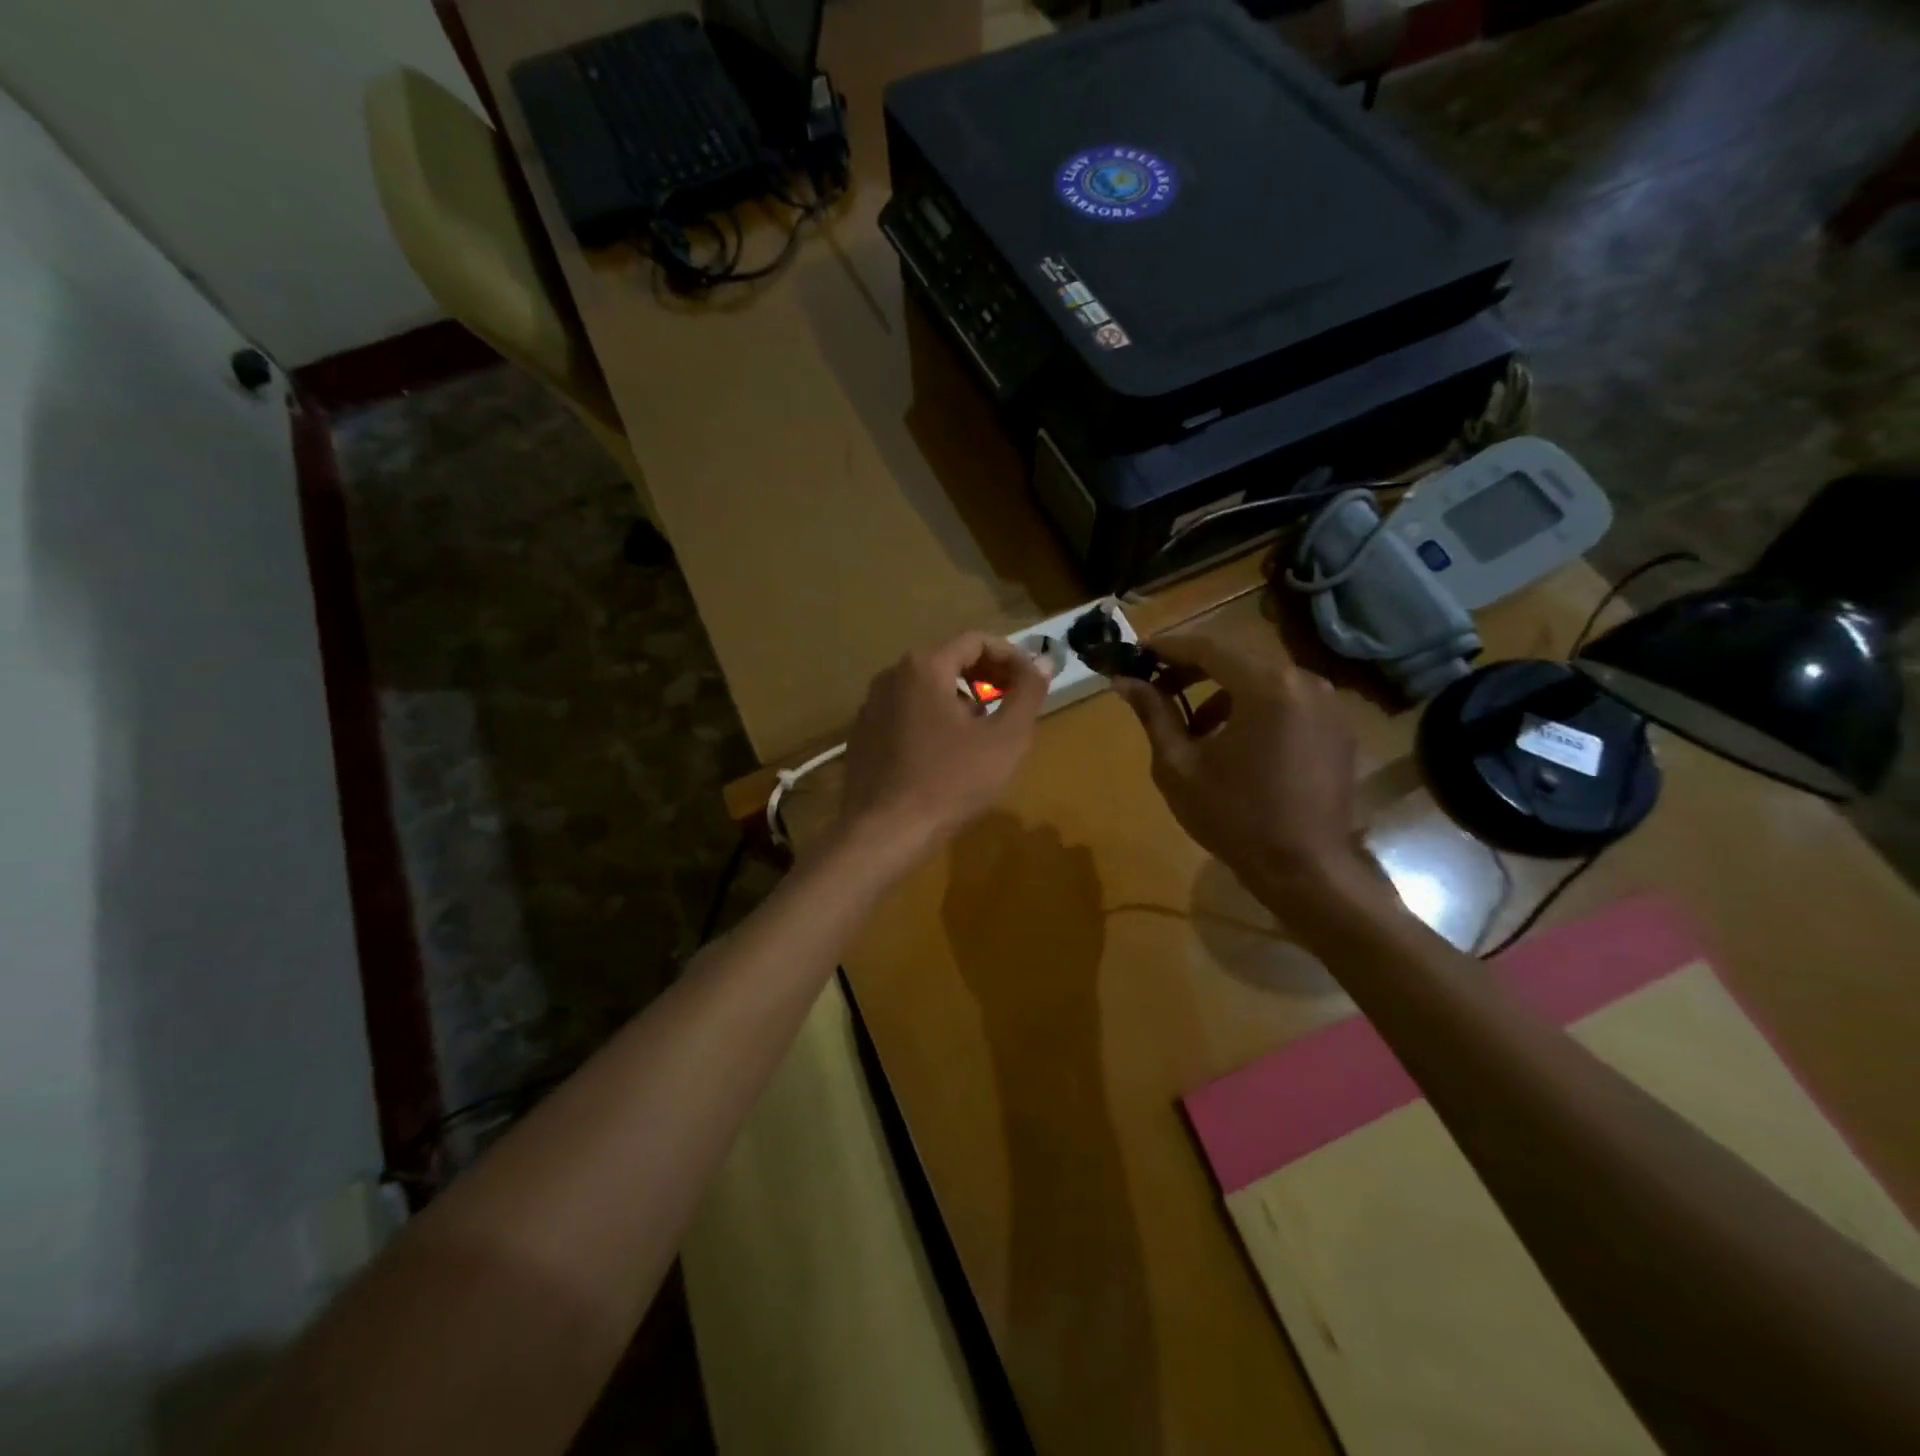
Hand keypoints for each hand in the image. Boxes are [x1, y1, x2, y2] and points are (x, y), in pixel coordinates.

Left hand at [833, 632, 1051, 867]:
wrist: (884, 833)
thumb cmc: (951, 782)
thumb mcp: (1005, 739)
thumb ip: (1028, 693)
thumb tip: (1041, 661)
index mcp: (924, 667)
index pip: (976, 641)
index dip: (1011, 657)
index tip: (1032, 682)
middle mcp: (891, 675)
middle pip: (948, 660)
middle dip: (986, 677)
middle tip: (1012, 706)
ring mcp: (871, 705)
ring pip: (926, 688)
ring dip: (960, 699)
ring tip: (981, 734)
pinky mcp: (862, 734)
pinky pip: (906, 712)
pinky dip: (932, 719)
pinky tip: (944, 755)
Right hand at [1112, 623, 1370, 915]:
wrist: (1306, 869)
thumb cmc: (1234, 817)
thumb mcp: (1179, 766)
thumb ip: (1154, 714)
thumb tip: (1123, 681)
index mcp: (1265, 686)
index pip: (1208, 647)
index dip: (1168, 647)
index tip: (1136, 652)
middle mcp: (1304, 681)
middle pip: (1237, 658)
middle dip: (1193, 668)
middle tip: (1156, 684)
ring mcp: (1328, 704)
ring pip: (1263, 680)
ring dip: (1223, 691)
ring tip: (1192, 725)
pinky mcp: (1337, 727)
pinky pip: (1287, 701)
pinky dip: (1254, 708)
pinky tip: (1233, 742)